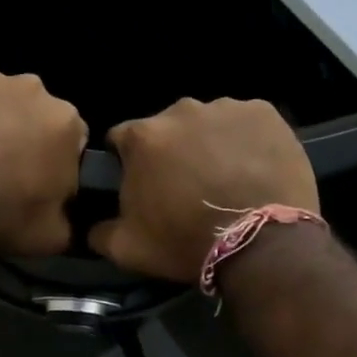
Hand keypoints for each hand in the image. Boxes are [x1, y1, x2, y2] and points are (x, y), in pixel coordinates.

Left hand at [0, 69, 86, 255]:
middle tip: (3, 168)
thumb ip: (70, 215)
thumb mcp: (55, 236)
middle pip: (35, 112)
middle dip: (26, 134)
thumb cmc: (2, 218)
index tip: (39, 181)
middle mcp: (34, 89)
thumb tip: (68, 213)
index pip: (72, 139)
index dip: (56, 161)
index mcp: (67, 122)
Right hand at [89, 98, 315, 281]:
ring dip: (209, 143)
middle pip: (166, 128)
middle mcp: (180, 110)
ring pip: (207, 123)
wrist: (262, 244)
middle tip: (187, 186)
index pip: (120, 139)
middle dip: (171, 151)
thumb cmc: (187, 242)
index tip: (142, 185)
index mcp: (142, 136)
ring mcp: (226, 108)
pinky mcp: (264, 113)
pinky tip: (253, 167)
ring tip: (225, 177)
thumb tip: (92, 226)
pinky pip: (246, 123)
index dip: (127, 162)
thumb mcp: (127, 248)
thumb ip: (99, 231)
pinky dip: (246, 139)